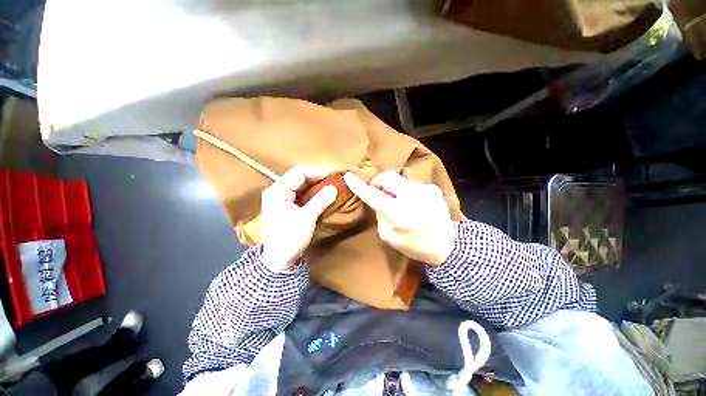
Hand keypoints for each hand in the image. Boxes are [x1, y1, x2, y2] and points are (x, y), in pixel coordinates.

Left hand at [261, 167, 337, 271]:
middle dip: (317, 176)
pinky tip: (323, 192)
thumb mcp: (306, 219)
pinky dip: (313, 192)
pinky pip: (301, 193)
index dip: (317, 171)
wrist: (278, 260)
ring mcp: (281, 198)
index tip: (334, 172)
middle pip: (299, 177)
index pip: (299, 173)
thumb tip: (334, 187)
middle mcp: (277, 191)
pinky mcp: (286, 205)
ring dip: (316, 183)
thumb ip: (320, 201)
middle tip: (334, 177)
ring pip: (301, 185)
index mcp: (277, 191)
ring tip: (331, 183)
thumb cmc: (289, 238)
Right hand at [343, 171, 454, 265]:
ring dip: (395, 187)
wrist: (448, 246)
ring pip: (401, 179)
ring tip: (400, 200)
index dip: (358, 185)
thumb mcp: (390, 238)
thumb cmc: (415, 246)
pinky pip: (414, 184)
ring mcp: (424, 190)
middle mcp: (411, 197)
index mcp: (398, 213)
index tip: (348, 176)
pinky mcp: (433, 189)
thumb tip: (378, 201)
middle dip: (378, 181)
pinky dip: (409, 190)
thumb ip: (380, 217)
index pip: (372, 194)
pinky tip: (415, 202)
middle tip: (378, 191)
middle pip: (388, 176)